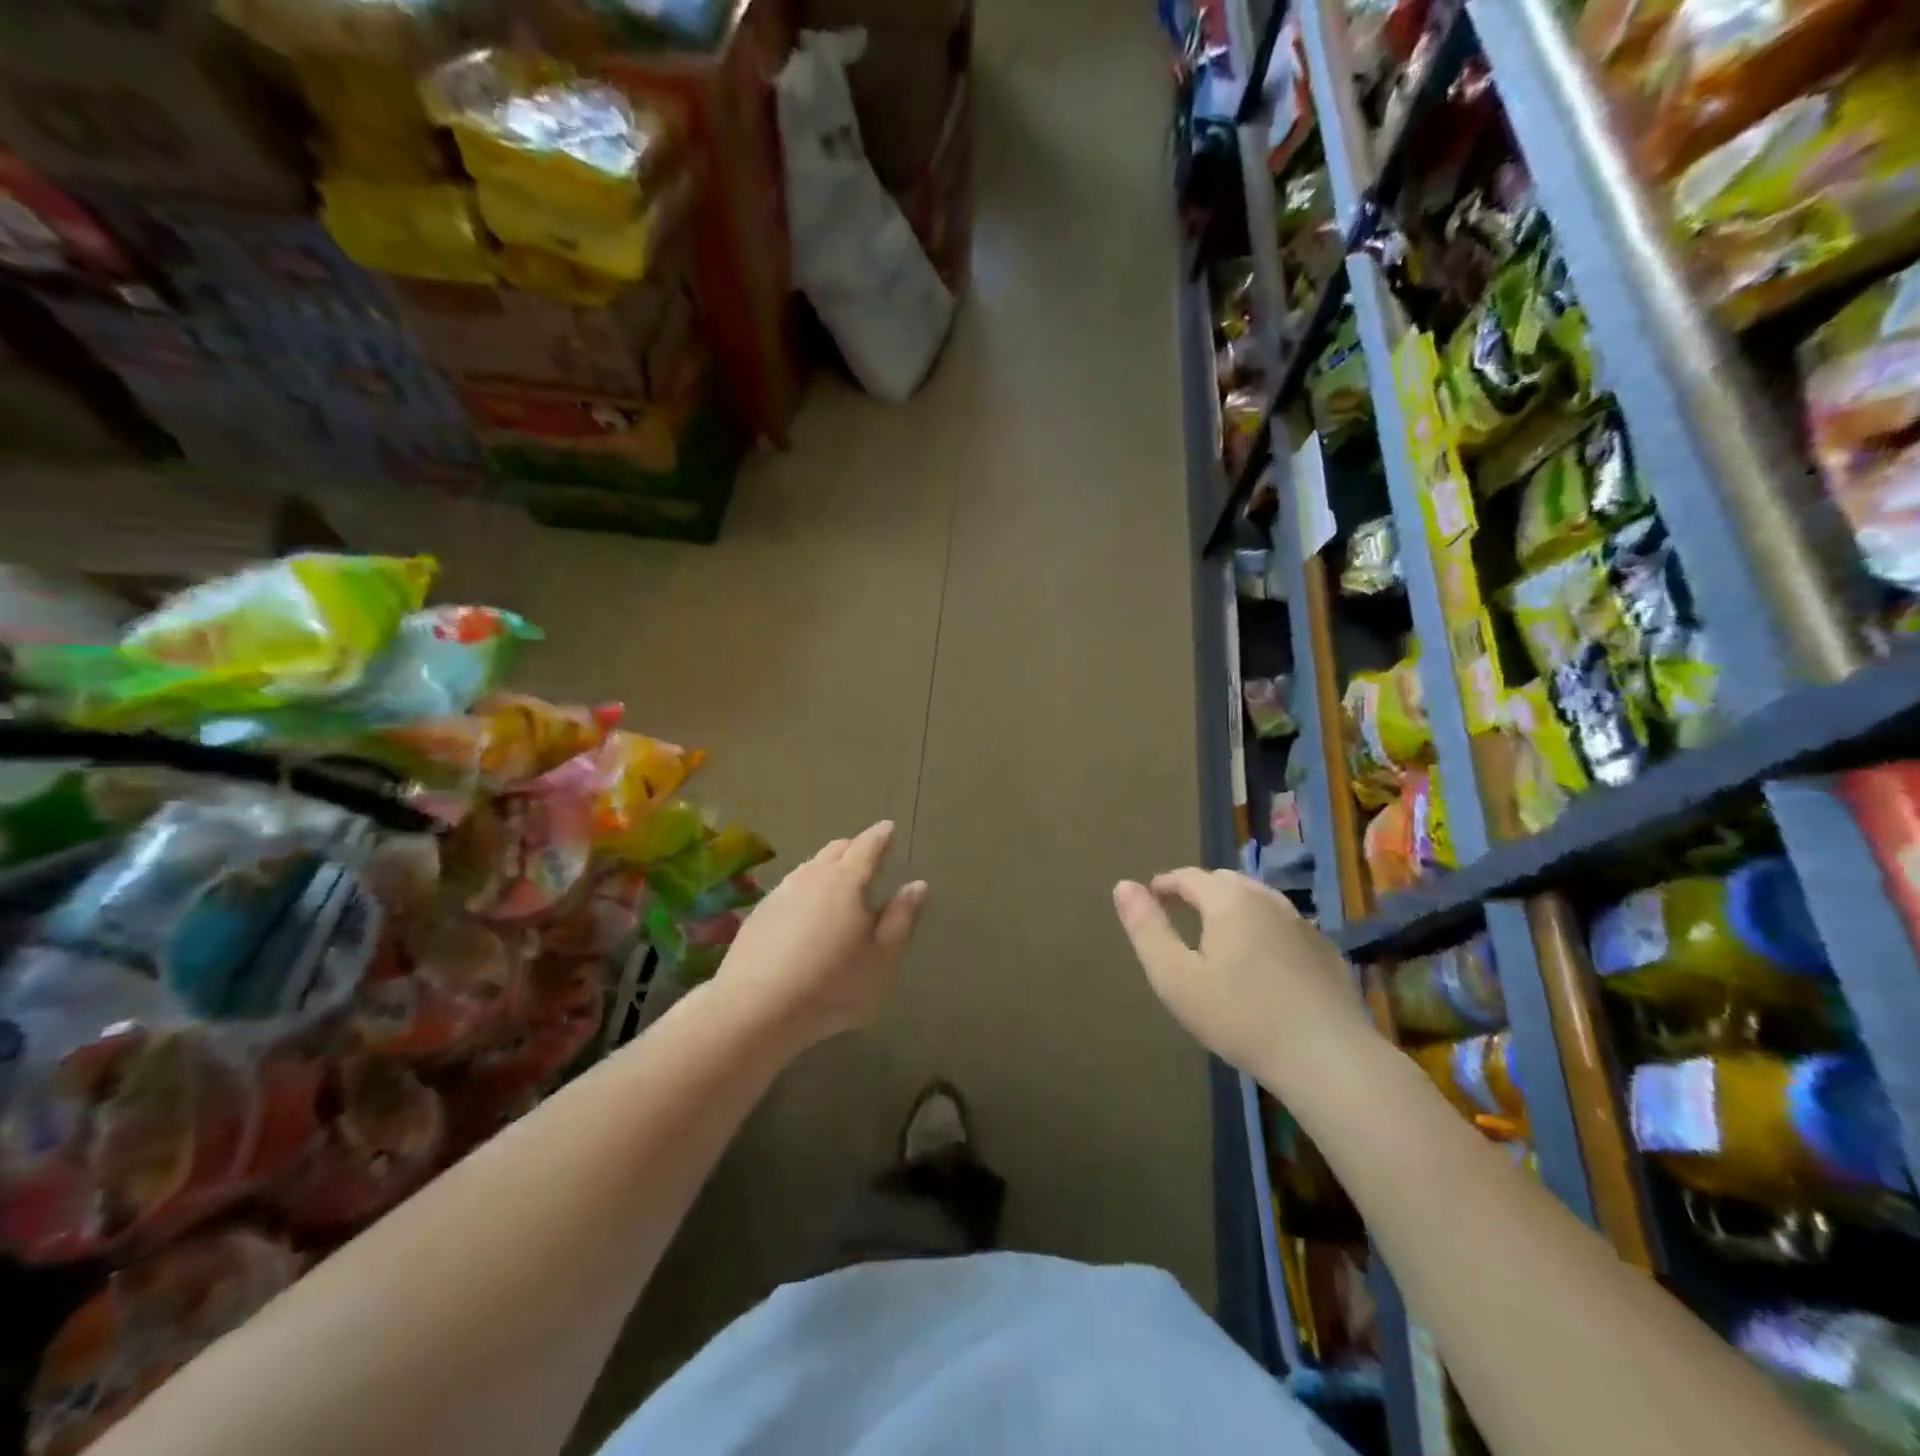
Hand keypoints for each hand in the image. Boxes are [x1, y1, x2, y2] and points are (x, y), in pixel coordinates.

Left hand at [715, 821, 927, 1051]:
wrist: (755, 1008)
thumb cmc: (832, 985)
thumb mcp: (881, 959)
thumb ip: (901, 918)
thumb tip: (917, 884)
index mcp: (846, 882)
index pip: (867, 847)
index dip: (880, 836)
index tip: (888, 828)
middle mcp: (812, 877)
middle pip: (836, 850)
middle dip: (854, 847)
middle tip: (866, 853)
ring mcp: (781, 893)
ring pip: (809, 866)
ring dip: (827, 865)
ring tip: (837, 877)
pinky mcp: (759, 914)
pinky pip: (790, 887)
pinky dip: (805, 888)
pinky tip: (805, 908)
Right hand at [1113, 869, 1376, 1088]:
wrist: (1328, 1059)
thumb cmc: (1240, 1017)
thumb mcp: (1176, 978)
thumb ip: (1147, 929)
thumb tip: (1124, 886)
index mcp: (1229, 900)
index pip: (1188, 876)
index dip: (1164, 885)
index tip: (1150, 901)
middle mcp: (1268, 899)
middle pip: (1225, 882)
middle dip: (1198, 892)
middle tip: (1180, 917)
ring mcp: (1303, 924)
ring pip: (1258, 901)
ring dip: (1233, 909)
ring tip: (1218, 938)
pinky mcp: (1326, 951)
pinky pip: (1284, 926)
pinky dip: (1263, 931)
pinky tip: (1263, 965)